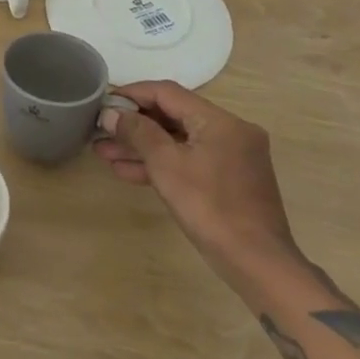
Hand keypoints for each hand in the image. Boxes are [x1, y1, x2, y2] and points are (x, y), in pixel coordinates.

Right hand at [94, 80, 299, 285]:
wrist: (258, 265)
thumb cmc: (210, 208)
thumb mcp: (167, 166)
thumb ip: (138, 133)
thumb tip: (111, 113)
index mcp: (220, 120)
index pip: (168, 93)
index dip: (133, 94)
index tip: (104, 102)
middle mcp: (230, 131)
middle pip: (173, 117)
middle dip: (134, 125)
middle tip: (101, 131)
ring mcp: (231, 157)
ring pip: (179, 142)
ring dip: (143, 147)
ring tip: (104, 153)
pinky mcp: (229, 181)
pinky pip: (190, 161)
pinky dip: (162, 164)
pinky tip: (128, 172)